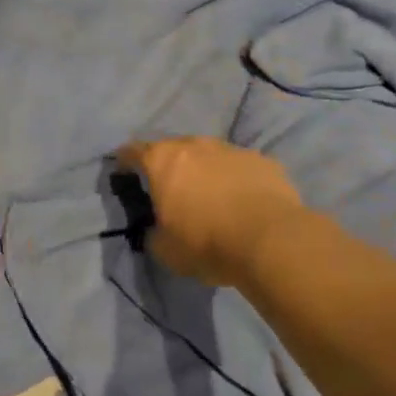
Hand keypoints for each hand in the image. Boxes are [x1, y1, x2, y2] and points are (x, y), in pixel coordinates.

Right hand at [117, 137, 305, 285]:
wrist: (271, 241)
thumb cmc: (207, 243)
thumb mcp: (165, 250)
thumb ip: (153, 233)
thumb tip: (155, 230)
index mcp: (162, 161)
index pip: (132, 151)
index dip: (125, 160)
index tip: (124, 171)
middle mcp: (194, 145)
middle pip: (173, 148)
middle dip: (168, 165)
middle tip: (170, 187)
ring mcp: (230, 149)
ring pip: (209, 154)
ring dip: (204, 169)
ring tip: (209, 194)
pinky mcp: (262, 161)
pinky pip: (239, 166)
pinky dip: (235, 178)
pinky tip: (242, 200)